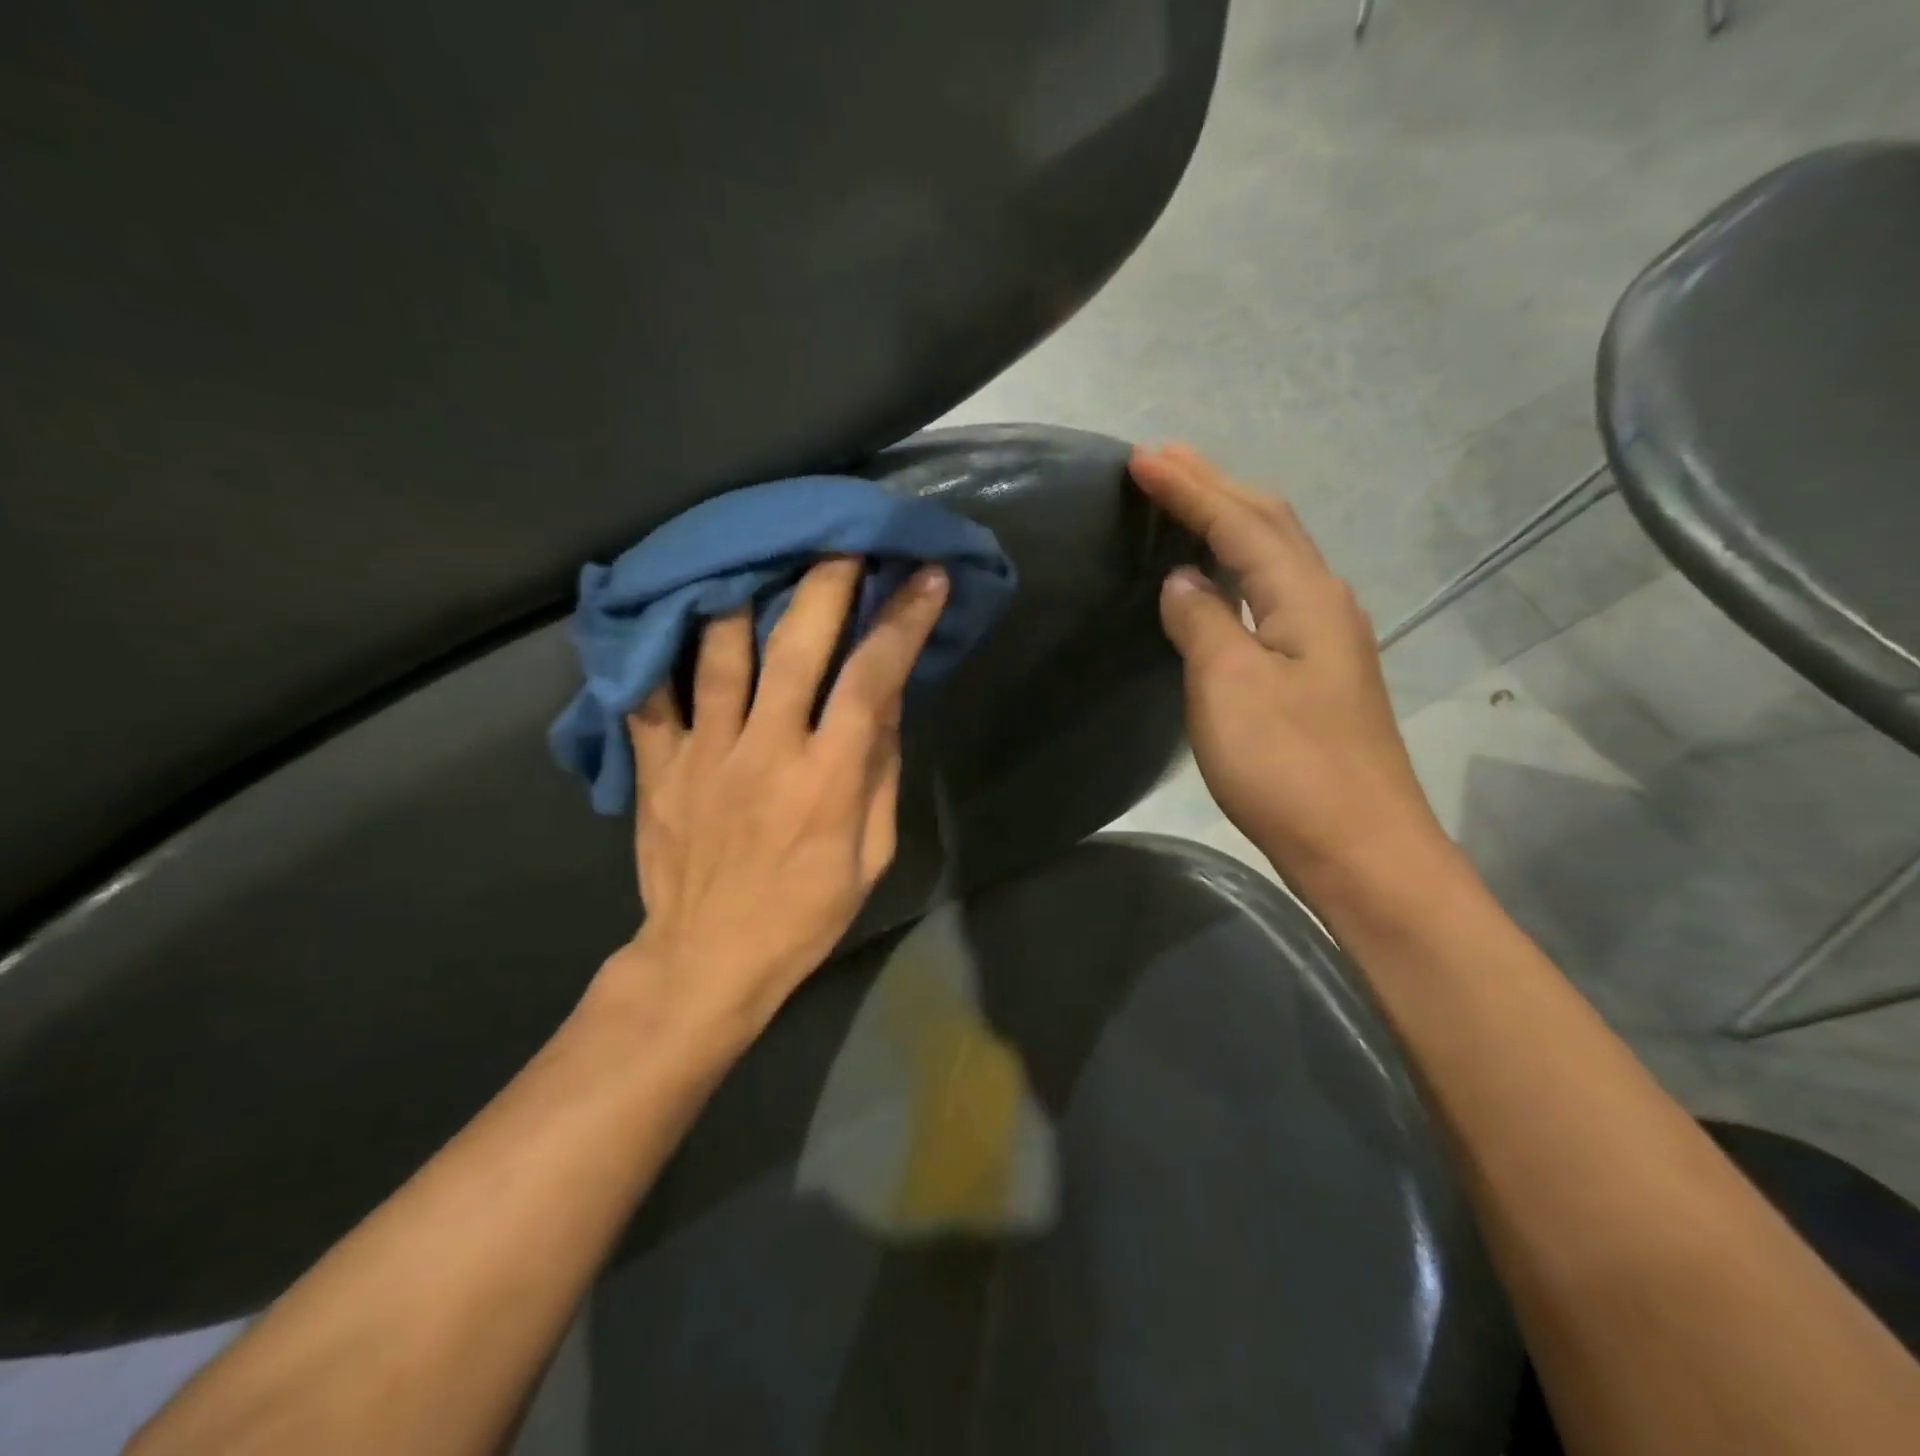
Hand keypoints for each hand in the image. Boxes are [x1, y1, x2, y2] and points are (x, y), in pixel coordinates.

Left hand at [599, 558, 948, 1041]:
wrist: (708, 958)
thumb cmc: (805, 912)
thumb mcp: (870, 854)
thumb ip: (879, 773)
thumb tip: (886, 702)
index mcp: (828, 777)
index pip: (872, 679)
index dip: (902, 622)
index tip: (925, 579)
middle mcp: (766, 749)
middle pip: (794, 646)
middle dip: (825, 583)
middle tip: (842, 540)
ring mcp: (704, 753)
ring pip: (717, 652)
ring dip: (743, 595)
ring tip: (757, 556)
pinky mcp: (658, 766)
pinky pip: (650, 695)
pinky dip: (659, 649)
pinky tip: (670, 612)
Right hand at [1130, 443, 1450, 900]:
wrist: (1358, 848)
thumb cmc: (1289, 766)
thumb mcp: (1230, 687)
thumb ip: (1204, 622)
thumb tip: (1184, 581)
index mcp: (1305, 596)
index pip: (1240, 521)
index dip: (1189, 487)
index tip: (1141, 457)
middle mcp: (1323, 603)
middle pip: (1268, 524)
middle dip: (1214, 486)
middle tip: (1162, 462)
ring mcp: (1326, 639)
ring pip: (1274, 557)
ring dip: (1229, 520)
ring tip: (1186, 500)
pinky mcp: (1316, 672)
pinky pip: (1271, 594)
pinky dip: (1238, 566)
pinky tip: (1218, 579)